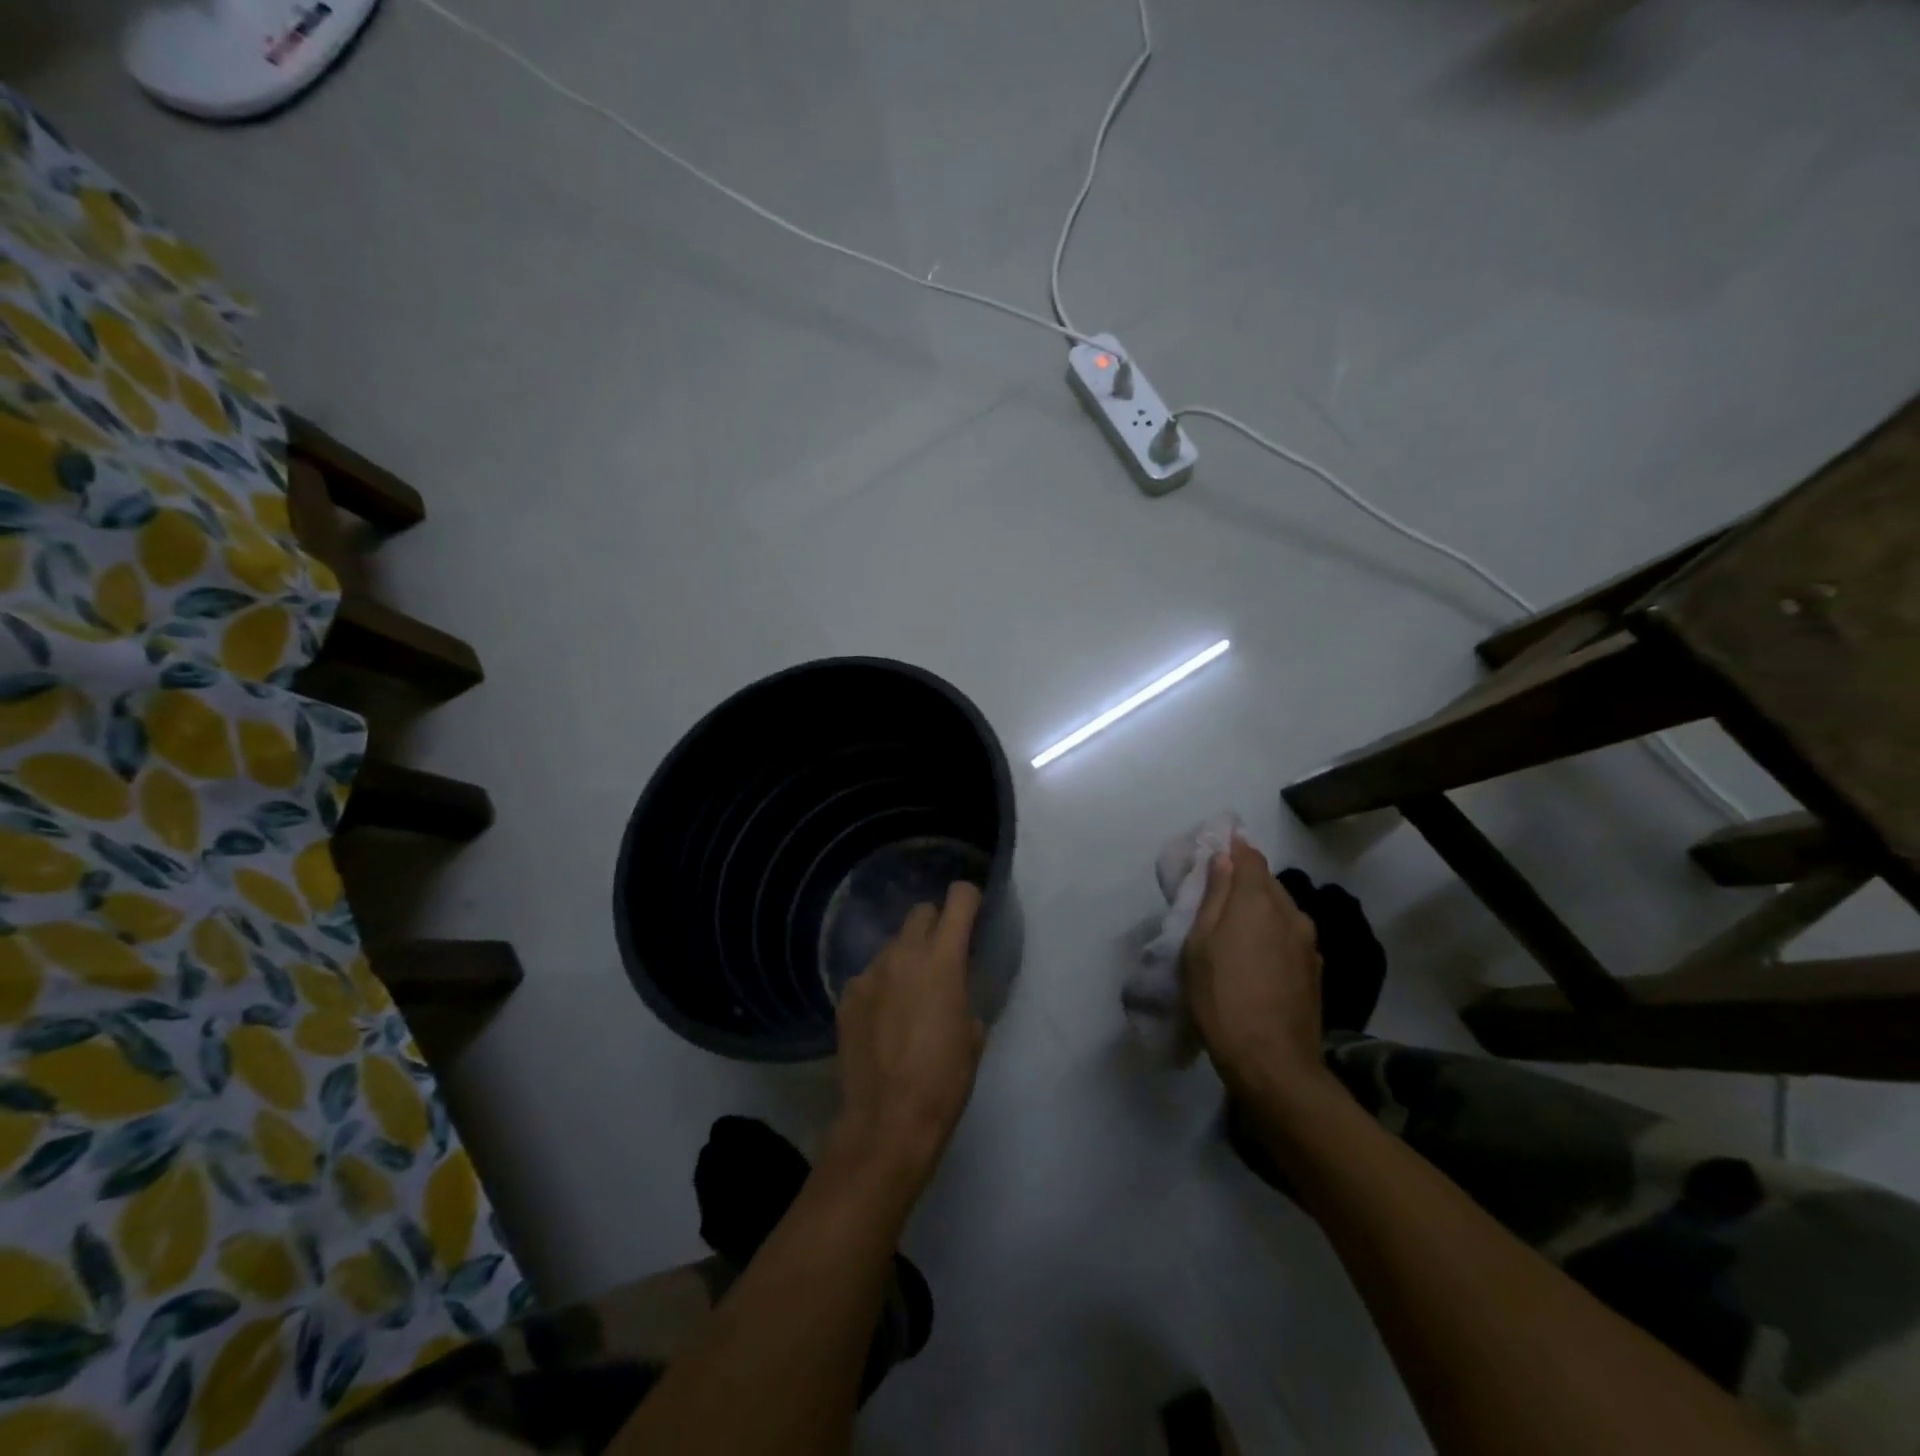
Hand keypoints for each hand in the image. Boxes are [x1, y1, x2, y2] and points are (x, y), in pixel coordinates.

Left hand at [830, 882, 985, 1194]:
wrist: (886, 1121)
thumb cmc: (943, 1080)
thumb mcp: (973, 1037)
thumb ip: (965, 998)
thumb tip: (955, 994)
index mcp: (942, 959)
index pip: (959, 899)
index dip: (969, 900)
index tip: (974, 914)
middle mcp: (903, 954)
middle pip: (920, 913)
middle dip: (935, 926)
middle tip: (941, 957)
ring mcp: (869, 973)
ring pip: (892, 946)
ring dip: (905, 959)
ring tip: (908, 997)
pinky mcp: (846, 997)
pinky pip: (869, 977)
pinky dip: (880, 987)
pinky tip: (882, 1020)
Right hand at [1181, 838, 1327, 1100]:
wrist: (1273, 1062)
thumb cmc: (1222, 998)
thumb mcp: (1200, 945)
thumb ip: (1214, 897)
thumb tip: (1223, 859)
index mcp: (1257, 901)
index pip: (1249, 856)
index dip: (1233, 848)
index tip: (1214, 849)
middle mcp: (1290, 912)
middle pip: (1267, 881)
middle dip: (1244, 878)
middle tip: (1216, 892)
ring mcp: (1308, 942)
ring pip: (1282, 908)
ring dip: (1260, 907)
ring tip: (1235, 926)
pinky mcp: (1316, 968)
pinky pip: (1291, 934)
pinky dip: (1273, 931)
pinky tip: (1258, 954)